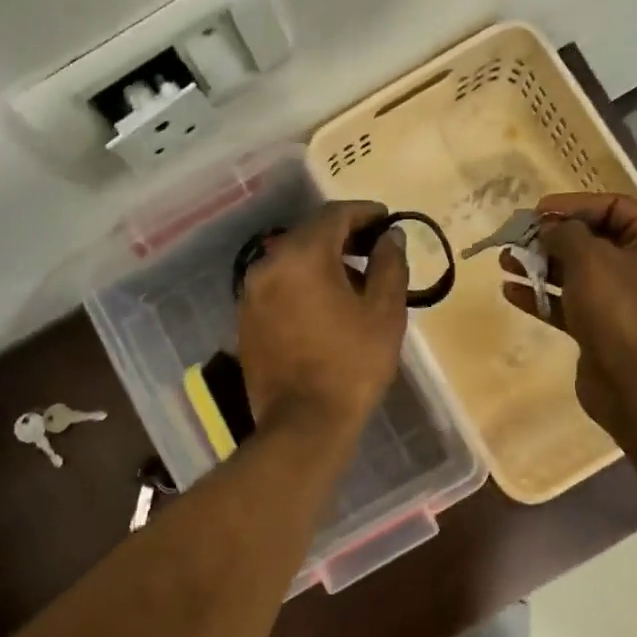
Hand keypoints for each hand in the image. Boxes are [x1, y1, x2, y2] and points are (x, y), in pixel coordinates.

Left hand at [237, 201, 408, 440]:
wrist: (304, 423)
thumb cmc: (352, 365)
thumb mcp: (384, 313)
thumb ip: (389, 264)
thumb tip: (390, 236)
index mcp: (301, 256)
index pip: (334, 215)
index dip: (365, 212)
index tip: (387, 220)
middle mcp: (267, 265)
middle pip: (308, 234)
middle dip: (343, 235)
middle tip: (375, 248)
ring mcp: (251, 293)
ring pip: (291, 260)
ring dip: (322, 261)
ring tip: (355, 281)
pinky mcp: (246, 319)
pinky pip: (278, 286)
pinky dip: (303, 283)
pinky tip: (326, 305)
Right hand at [500, 192, 636, 430]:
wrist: (630, 379)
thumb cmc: (617, 307)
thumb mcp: (589, 258)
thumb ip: (565, 234)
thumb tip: (549, 228)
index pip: (613, 207)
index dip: (574, 205)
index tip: (538, 211)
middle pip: (592, 240)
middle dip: (551, 238)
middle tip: (517, 237)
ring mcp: (622, 300)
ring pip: (576, 273)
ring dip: (540, 266)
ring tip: (505, 262)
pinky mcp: (601, 327)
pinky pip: (569, 303)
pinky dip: (542, 296)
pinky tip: (511, 291)